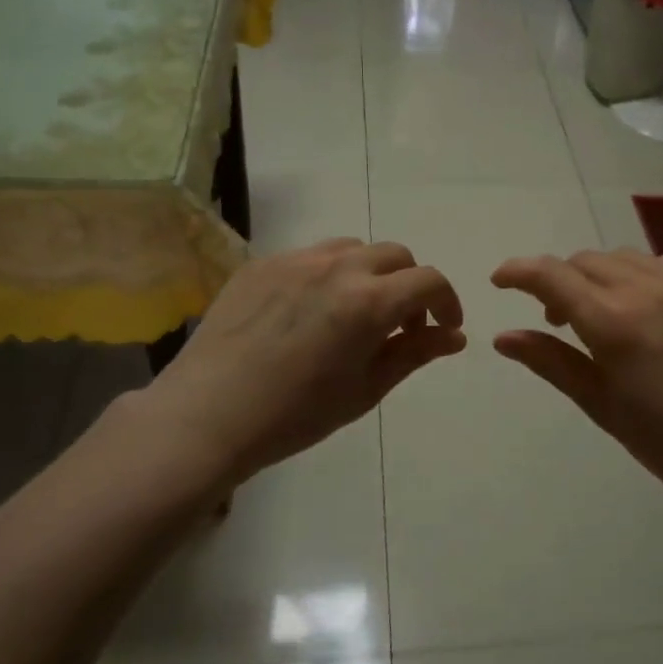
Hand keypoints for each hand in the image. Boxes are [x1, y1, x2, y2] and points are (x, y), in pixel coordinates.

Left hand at [138, 239, 464, 488]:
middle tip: (399, 326)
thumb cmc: (296, 414)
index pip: (428, 281)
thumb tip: (454, 336)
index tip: (444, 328)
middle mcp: (337, 266)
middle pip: (395, 255)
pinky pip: (310, 256)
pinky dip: (328, 274)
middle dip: (410, 286)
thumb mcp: (366, 389)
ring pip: (352, 249)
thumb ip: (414, 353)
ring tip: (355, 313)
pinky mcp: (261, 264)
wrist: (208, 414)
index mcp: (369, 301)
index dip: (446, 302)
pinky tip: (310, 312)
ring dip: (370, 274)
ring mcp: (295, 259)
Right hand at [491, 249, 662, 516]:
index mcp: (613, 321)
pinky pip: (661, 264)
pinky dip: (637, 276)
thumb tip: (502, 337)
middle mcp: (646, 289)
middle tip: (556, 319)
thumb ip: (550, 362)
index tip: (500, 280)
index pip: (551, 276)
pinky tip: (644, 310)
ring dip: (597, 277)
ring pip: (622, 259)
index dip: (518, 271)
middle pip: (584, 262)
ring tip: (600, 315)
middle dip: (558, 281)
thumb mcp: (601, 405)